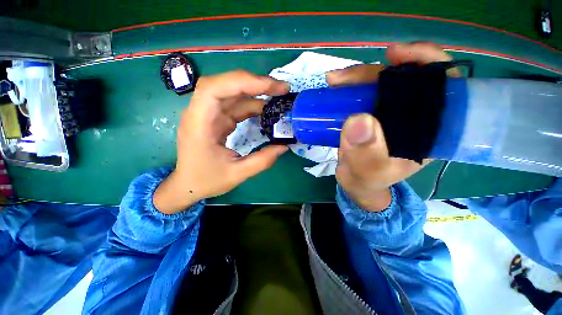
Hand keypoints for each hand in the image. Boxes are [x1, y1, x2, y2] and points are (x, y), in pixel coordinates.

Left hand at [154, 70, 288, 213]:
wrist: (187, 185)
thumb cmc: (206, 180)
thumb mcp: (237, 174)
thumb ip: (262, 160)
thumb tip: (284, 146)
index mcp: (199, 124)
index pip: (214, 89)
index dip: (242, 82)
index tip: (270, 87)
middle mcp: (201, 113)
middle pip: (225, 85)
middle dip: (254, 83)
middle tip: (280, 88)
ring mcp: (210, 115)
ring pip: (233, 93)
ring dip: (256, 92)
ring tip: (278, 95)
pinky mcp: (218, 119)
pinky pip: (236, 106)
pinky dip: (253, 104)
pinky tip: (267, 109)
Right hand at [327, 42, 457, 211]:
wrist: (356, 182)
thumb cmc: (368, 180)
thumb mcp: (368, 172)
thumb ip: (366, 153)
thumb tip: (358, 120)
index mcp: (429, 131)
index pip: (444, 87)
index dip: (428, 63)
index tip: (399, 56)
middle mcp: (413, 117)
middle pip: (403, 80)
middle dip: (376, 72)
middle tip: (345, 77)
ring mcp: (390, 114)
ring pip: (380, 84)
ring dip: (357, 78)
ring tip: (334, 81)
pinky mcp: (372, 114)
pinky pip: (364, 94)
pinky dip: (350, 87)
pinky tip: (336, 86)